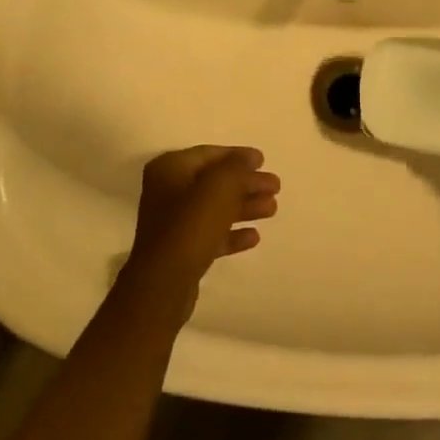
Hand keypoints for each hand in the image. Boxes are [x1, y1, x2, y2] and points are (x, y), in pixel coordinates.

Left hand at [124, 146, 280, 310]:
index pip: (210, 154)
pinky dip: (232, 232)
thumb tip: (249, 157)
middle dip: (247, 183)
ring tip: (272, 209)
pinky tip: (254, 237)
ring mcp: (174, 222)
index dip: (238, 156)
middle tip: (276, 186)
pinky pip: (211, 234)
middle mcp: (168, 191)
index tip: (264, 161)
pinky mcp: (181, 250)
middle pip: (215, 182)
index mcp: (170, 169)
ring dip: (244, 206)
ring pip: (216, 208)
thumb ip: (237, 167)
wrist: (164, 285)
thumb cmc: (191, 226)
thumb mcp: (219, 187)